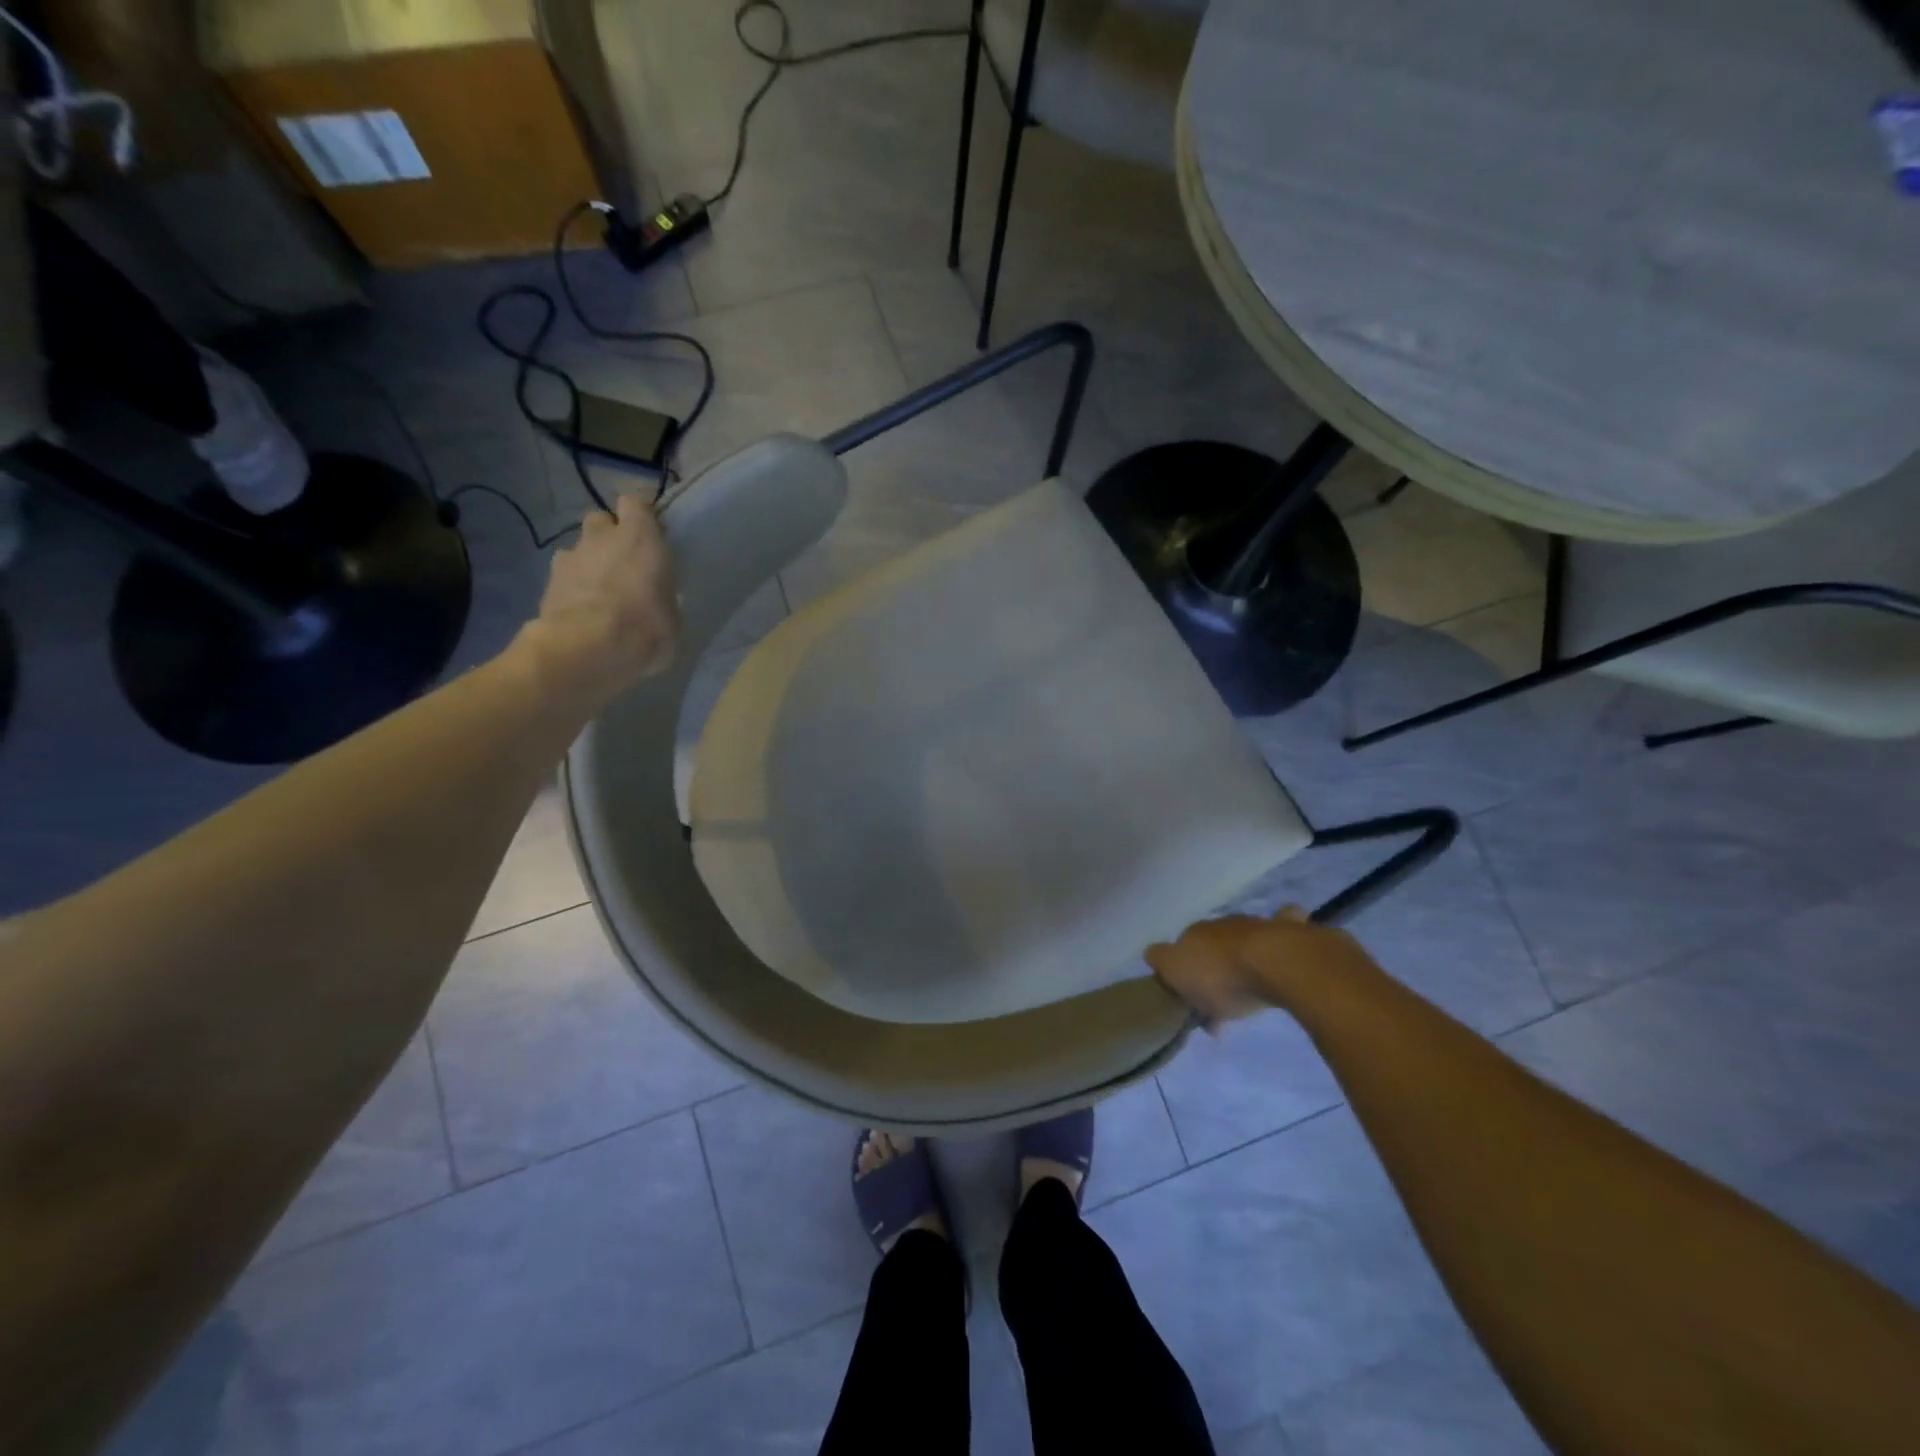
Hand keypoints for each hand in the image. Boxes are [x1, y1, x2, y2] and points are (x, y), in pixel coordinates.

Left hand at [527, 493, 679, 706]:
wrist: (587, 649)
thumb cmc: (645, 628)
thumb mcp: (672, 617)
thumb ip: (664, 598)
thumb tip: (661, 603)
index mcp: (640, 537)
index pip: (636, 502)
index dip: (642, 514)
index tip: (652, 529)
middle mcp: (602, 537)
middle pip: (602, 520)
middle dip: (610, 535)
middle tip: (624, 561)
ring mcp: (570, 557)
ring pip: (580, 548)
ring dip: (590, 561)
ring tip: (601, 590)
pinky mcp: (548, 582)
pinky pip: (564, 575)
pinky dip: (573, 586)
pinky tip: (582, 609)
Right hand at [1146, 907, 1374, 1030]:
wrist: (1277, 963)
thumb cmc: (1222, 976)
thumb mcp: (1177, 973)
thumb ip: (1161, 961)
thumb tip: (1154, 955)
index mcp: (1193, 933)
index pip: (1178, 950)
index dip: (1181, 974)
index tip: (1190, 1001)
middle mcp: (1221, 924)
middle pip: (1211, 947)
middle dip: (1213, 969)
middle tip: (1221, 1005)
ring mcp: (1256, 924)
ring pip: (1242, 940)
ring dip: (1242, 959)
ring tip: (1252, 990)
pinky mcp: (1290, 930)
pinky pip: (1284, 924)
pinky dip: (1283, 928)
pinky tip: (1285, 942)